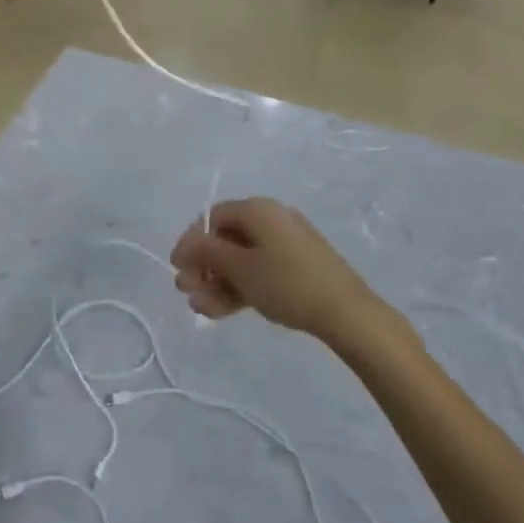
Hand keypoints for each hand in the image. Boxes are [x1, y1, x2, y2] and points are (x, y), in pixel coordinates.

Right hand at [170, 198, 379, 341]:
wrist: (346, 312)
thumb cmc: (286, 283)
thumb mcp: (240, 268)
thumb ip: (207, 252)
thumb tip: (188, 241)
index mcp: (257, 209)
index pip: (212, 217)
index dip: (191, 241)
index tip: (177, 268)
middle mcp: (271, 219)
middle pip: (226, 239)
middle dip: (203, 267)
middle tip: (187, 292)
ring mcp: (286, 244)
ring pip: (242, 259)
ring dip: (218, 282)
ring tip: (202, 309)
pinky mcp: (298, 266)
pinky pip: (260, 270)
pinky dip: (240, 286)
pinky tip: (223, 310)